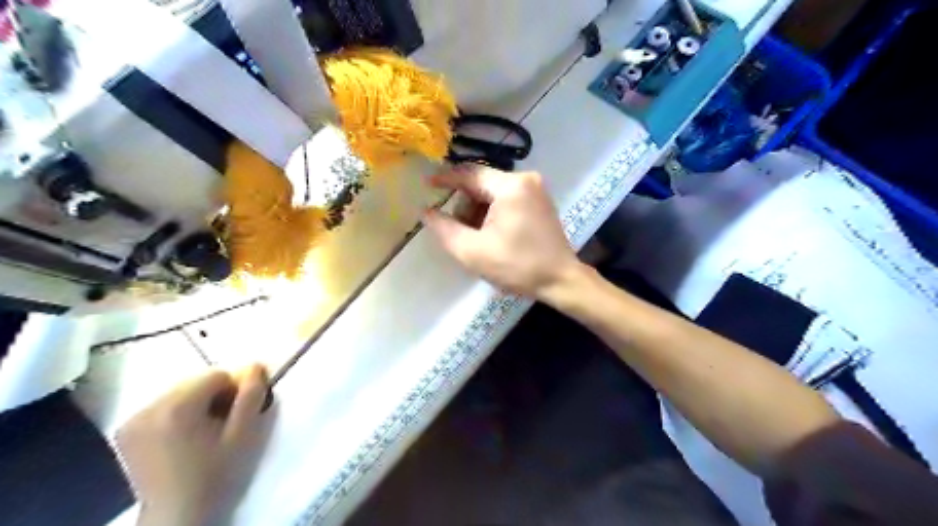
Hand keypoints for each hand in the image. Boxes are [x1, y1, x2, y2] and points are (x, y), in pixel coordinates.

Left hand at [115, 367, 273, 524]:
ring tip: (203, 434)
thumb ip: (252, 396)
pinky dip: (178, 414)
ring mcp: (132, 420)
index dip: (233, 392)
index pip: (217, 375)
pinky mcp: (126, 432)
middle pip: (196, 382)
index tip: (236, 416)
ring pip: (180, 393)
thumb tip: (255, 365)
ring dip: (197, 405)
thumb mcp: (244, 434)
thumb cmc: (216, 475)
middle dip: (214, 397)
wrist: (178, 517)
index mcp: (177, 407)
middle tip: (222, 425)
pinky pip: (162, 407)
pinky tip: (183, 439)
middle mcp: (148, 408)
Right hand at [425, 166, 582, 301]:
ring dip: (478, 211)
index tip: (426, 185)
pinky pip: (507, 199)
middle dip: (464, 205)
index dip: (445, 179)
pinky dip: (493, 213)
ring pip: (493, 192)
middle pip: (482, 184)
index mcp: (510, 186)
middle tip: (456, 230)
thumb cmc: (517, 266)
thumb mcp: (473, 251)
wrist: (561, 280)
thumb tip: (426, 212)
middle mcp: (525, 179)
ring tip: (475, 238)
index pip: (469, 174)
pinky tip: (491, 234)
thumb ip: (444, 229)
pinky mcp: (540, 201)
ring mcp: (536, 189)